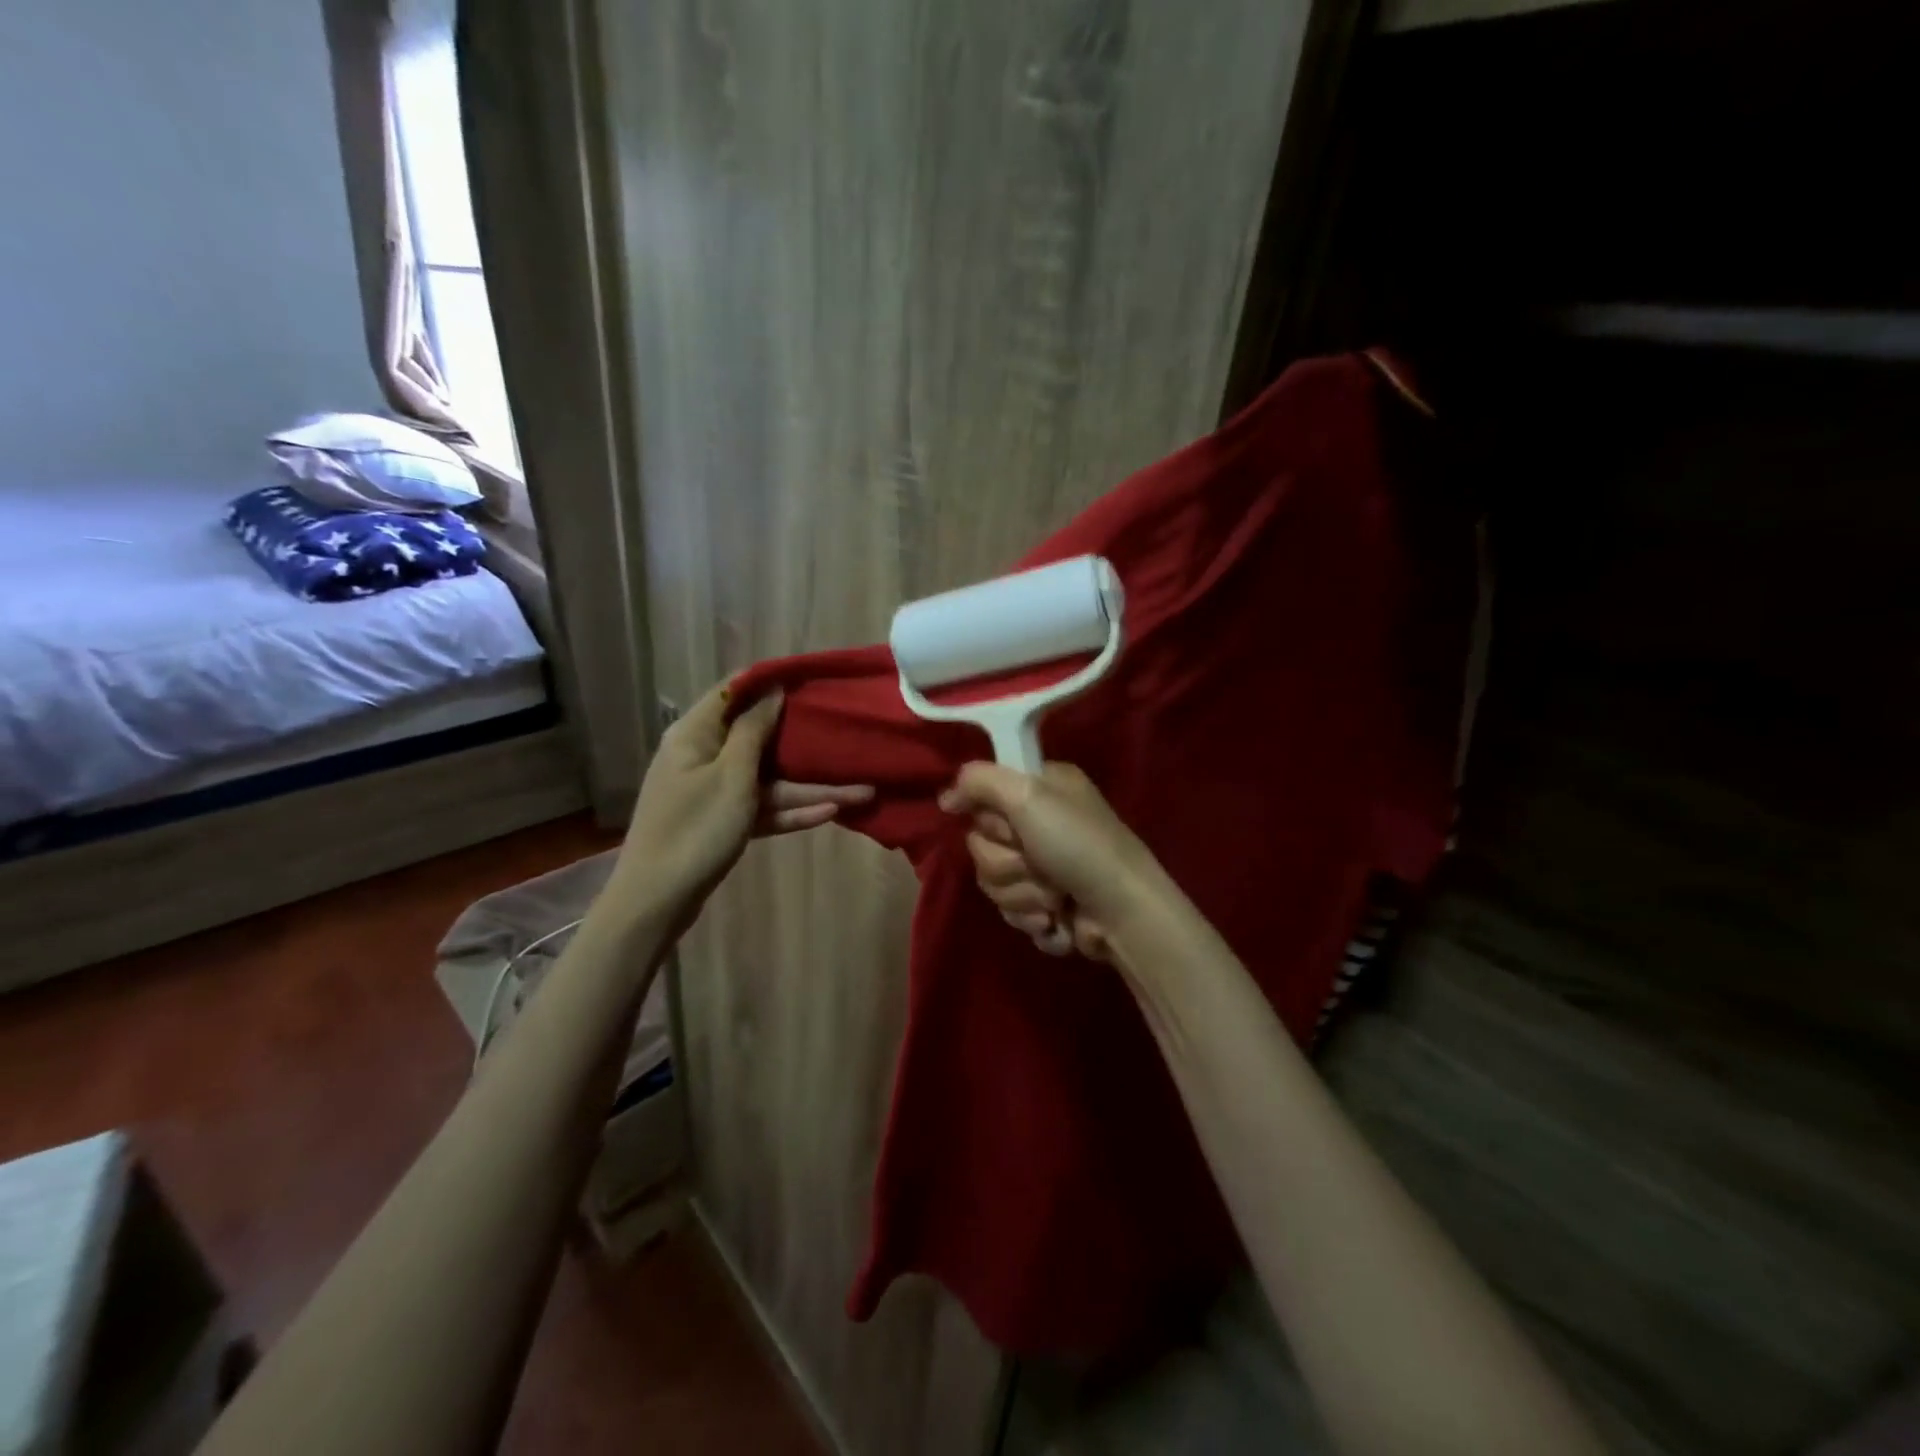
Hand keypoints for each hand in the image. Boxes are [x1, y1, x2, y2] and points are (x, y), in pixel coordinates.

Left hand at [616, 681, 873, 926]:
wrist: (656, 901)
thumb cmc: (695, 828)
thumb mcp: (731, 776)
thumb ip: (754, 730)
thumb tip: (772, 691)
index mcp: (695, 734)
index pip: (734, 692)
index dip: (770, 682)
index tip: (811, 679)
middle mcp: (704, 756)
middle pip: (759, 738)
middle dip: (803, 739)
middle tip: (844, 730)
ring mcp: (715, 792)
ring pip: (769, 781)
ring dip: (811, 787)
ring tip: (862, 791)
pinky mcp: (724, 822)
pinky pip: (762, 808)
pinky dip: (791, 811)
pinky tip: (832, 812)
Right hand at [938, 762, 1164, 961]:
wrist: (1121, 910)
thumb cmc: (1078, 844)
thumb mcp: (1027, 794)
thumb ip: (978, 781)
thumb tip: (946, 799)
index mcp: (1039, 789)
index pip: (982, 798)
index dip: (990, 820)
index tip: (1009, 826)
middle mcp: (1039, 823)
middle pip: (981, 846)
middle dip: (1008, 865)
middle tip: (1039, 864)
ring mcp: (1043, 868)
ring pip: (994, 883)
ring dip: (1024, 895)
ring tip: (1056, 897)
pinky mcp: (1047, 906)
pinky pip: (1013, 913)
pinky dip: (1034, 920)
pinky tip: (1058, 918)